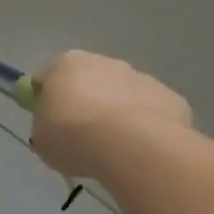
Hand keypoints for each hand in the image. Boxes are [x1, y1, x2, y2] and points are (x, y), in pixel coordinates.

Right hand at [28, 50, 191, 180]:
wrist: (132, 146)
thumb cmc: (74, 136)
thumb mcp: (42, 140)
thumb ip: (45, 129)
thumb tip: (53, 131)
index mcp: (65, 64)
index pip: (47, 78)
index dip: (45, 101)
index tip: (48, 124)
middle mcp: (103, 62)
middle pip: (88, 82)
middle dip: (86, 103)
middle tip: (82, 137)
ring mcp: (141, 78)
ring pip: (123, 95)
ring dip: (117, 115)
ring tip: (114, 150)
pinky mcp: (171, 98)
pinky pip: (151, 113)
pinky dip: (146, 128)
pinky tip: (141, 151)